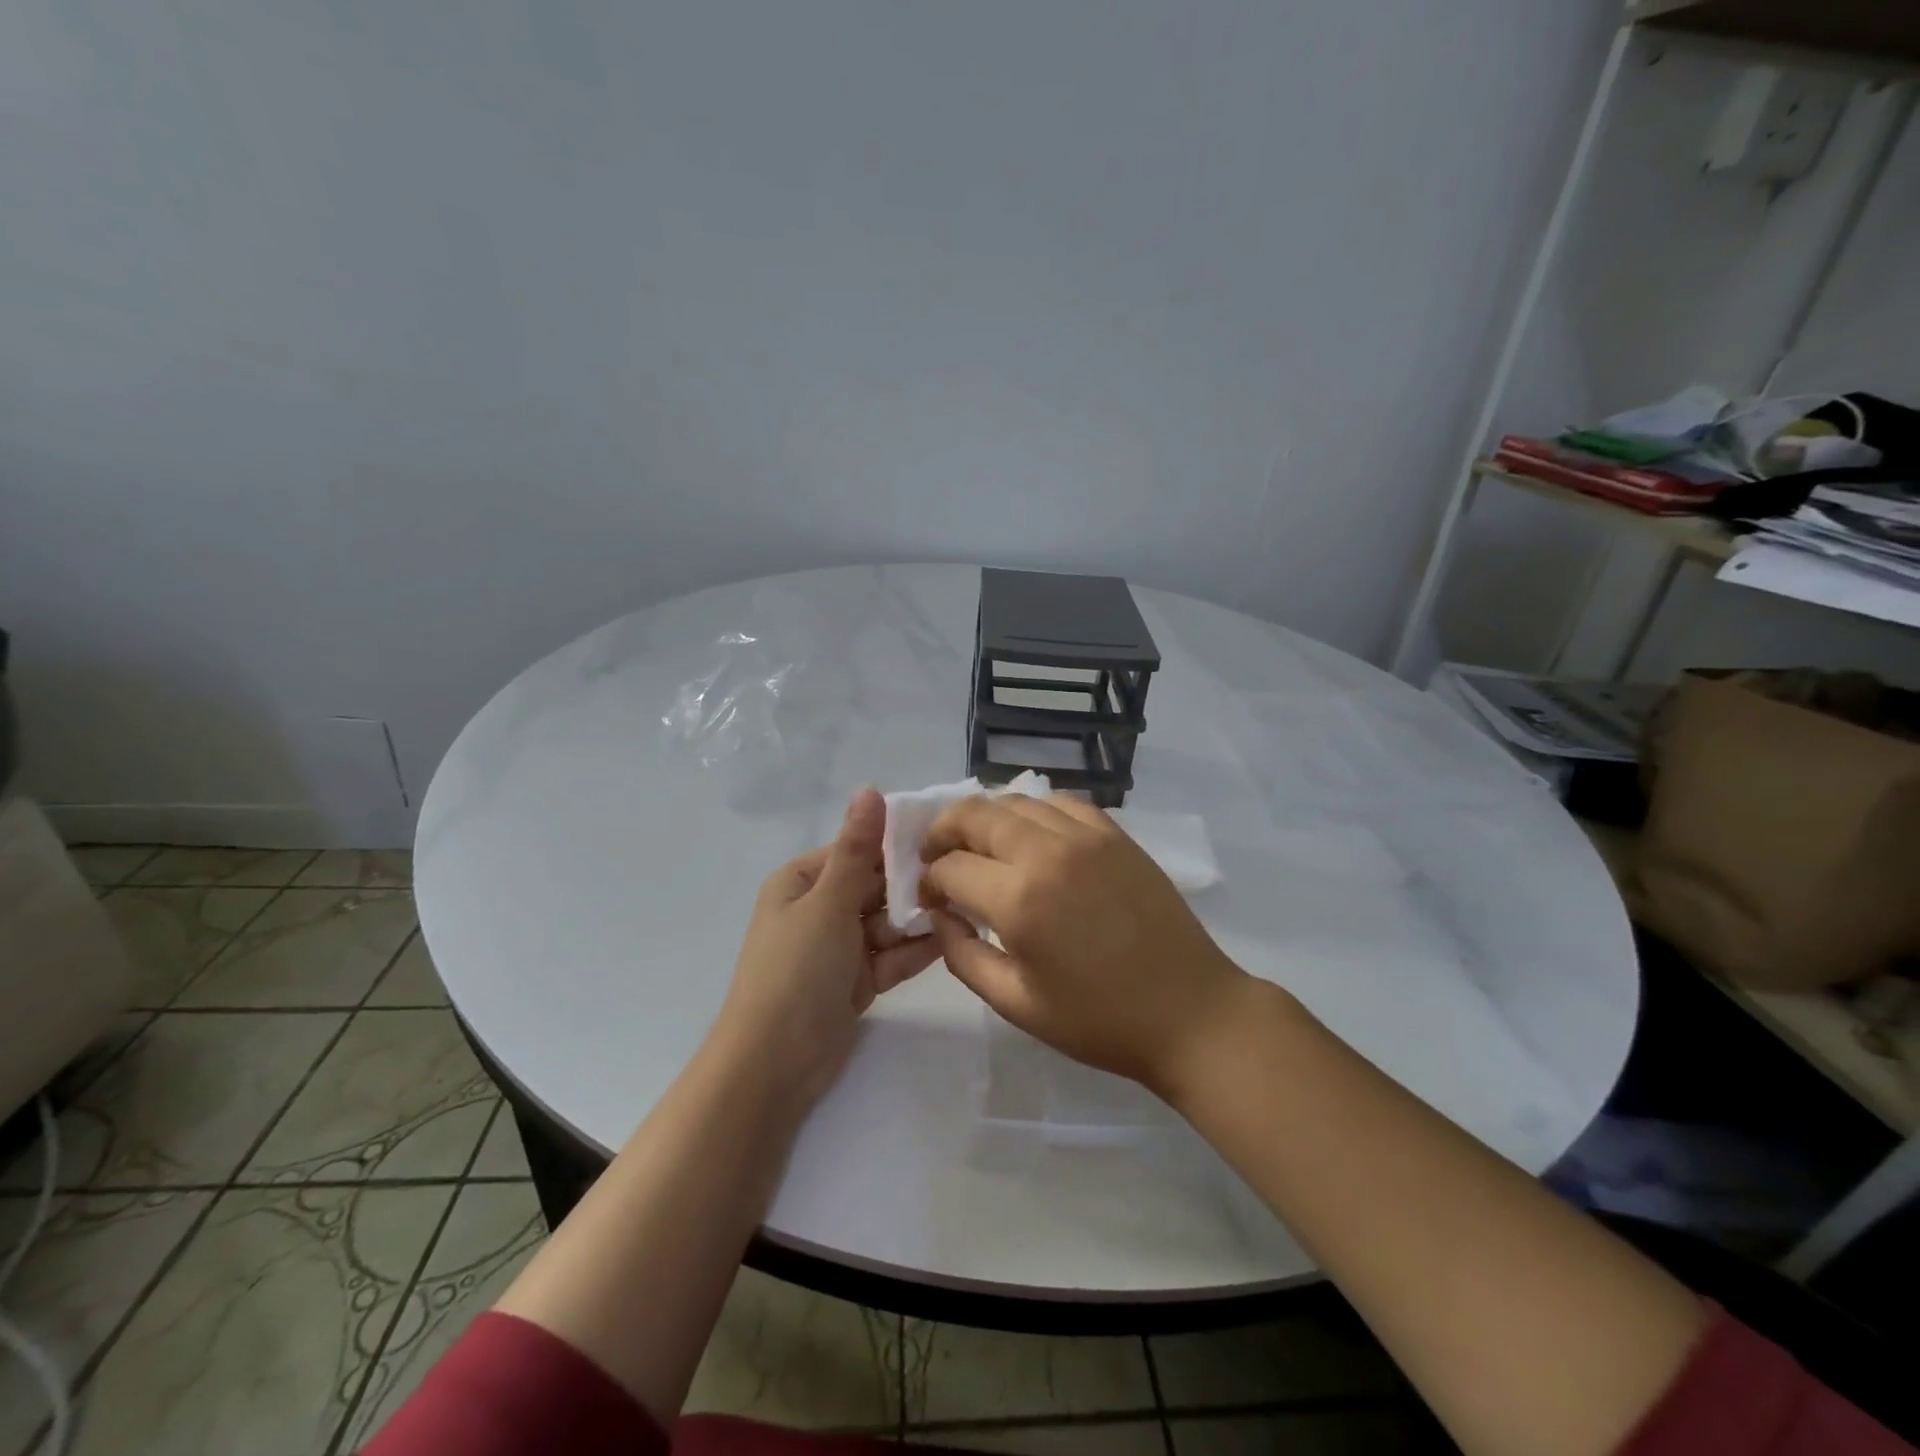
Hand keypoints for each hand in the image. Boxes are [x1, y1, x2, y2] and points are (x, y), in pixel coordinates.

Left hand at [714, 788, 939, 1103]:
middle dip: (912, 887)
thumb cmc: (796, 970)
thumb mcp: (828, 902)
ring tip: (965, 908)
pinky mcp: (854, 982)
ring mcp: (837, 948)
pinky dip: (913, 950)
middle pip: (875, 887)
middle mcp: (819, 909)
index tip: (943, 841)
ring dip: (917, 919)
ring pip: (886, 922)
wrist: (773, 1064)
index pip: (856, 851)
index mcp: (802, 882)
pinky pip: (889, 956)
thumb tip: (870, 789)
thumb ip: (857, 848)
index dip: (896, 847)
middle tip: (963, 879)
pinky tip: (950, 940)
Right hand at [920, 794, 1247, 1094]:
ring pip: (1015, 801)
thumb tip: (938, 914)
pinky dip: (1033, 813)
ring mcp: (1085, 836)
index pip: (950, 866)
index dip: (929, 881)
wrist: (1190, 1012)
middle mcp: (1047, 852)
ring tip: (981, 848)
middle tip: (939, 859)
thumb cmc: (1099, 1020)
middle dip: (943, 832)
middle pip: (974, 813)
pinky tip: (1032, 838)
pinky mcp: (1115, 834)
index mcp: (1019, 900)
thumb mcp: (1016, 1003)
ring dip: (985, 819)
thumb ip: (962, 955)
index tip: (930, 901)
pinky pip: (1060, 803)